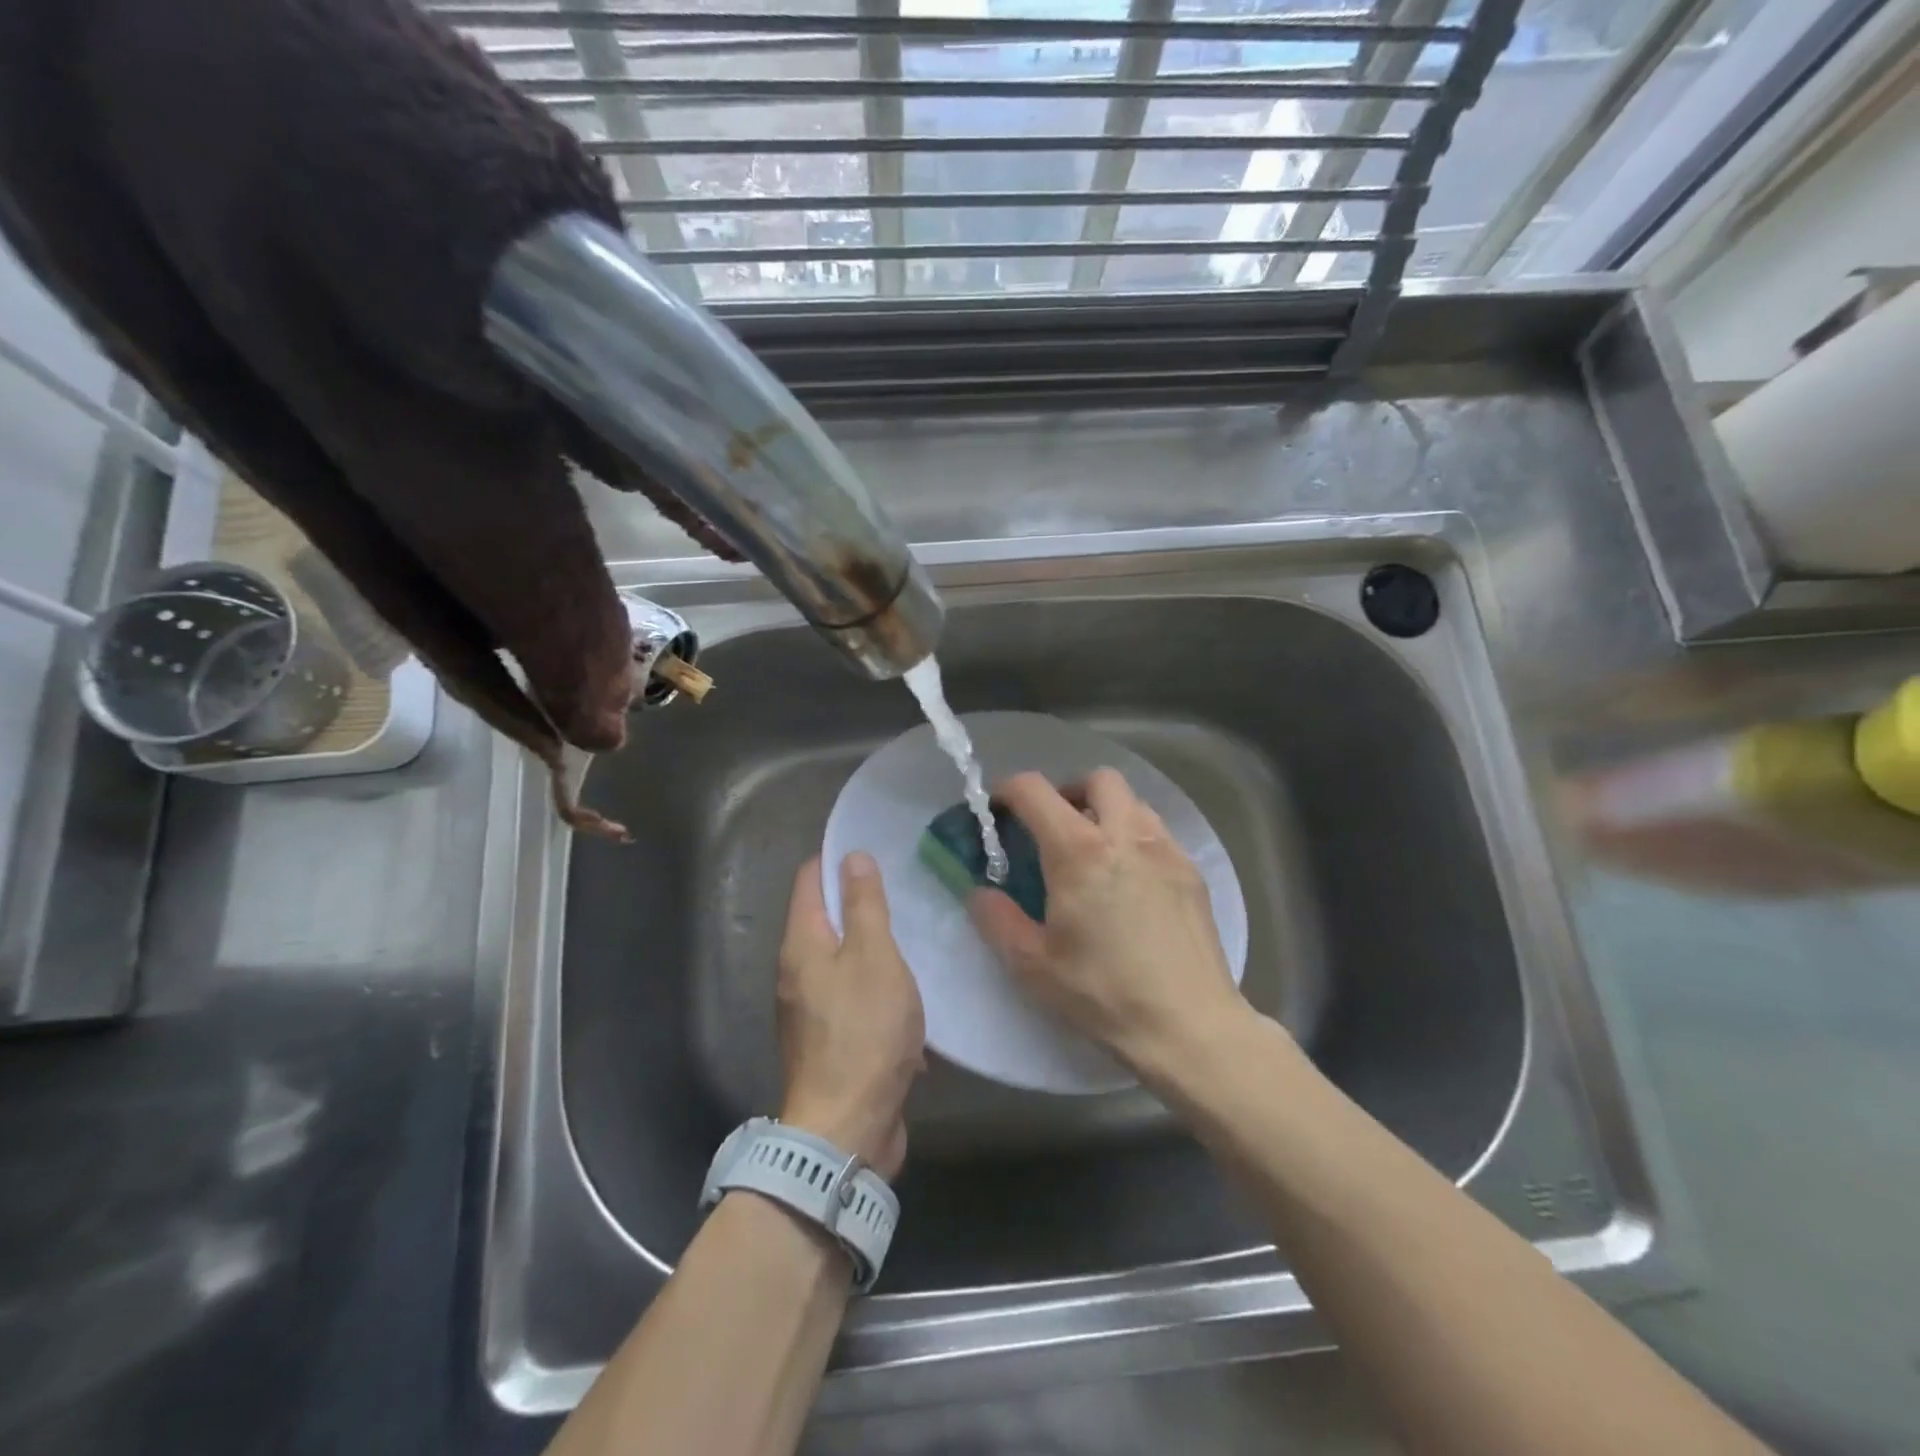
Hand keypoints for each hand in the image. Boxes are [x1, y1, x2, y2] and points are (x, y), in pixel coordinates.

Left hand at [776, 853, 924, 1178]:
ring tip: (914, 929)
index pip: (810, 879)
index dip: (836, 858)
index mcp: (801, 944)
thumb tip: (851, 857)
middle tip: (904, 885)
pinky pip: (853, 995)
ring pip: (843, 958)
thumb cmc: (863, 1032)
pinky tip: (909, 987)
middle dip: (859, 900)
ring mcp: (810, 1009)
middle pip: (825, 918)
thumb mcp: (874, 957)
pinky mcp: (829, 1040)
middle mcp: (796, 971)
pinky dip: (876, 985)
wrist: (847, 1129)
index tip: (873, 845)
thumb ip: (865, 905)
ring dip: (873, 945)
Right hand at [970, 770, 1246, 1076]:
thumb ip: (997, 919)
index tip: (998, 808)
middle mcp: (1125, 835)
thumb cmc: (1103, 994)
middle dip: (1068, 791)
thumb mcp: (1032, 964)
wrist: (1189, 1025)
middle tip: (1053, 827)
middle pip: (1097, 779)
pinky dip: (1135, 838)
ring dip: (1106, 812)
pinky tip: (1130, 882)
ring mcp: (1165, 850)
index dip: (1008, 790)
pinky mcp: (1191, 872)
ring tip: (1094, 854)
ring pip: (1133, 802)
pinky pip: (1158, 833)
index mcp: (1078, 851)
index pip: (1035, 791)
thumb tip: (980, 892)